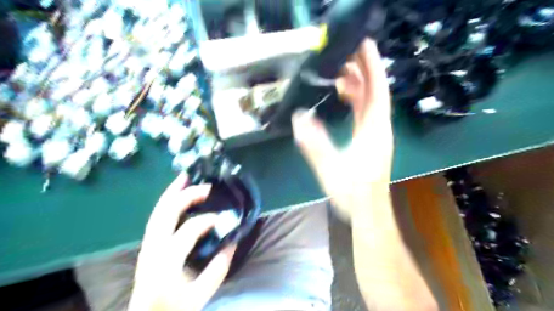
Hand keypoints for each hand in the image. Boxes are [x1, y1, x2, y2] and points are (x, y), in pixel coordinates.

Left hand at [128, 174, 235, 310]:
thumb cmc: (173, 309)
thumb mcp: (200, 296)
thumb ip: (218, 269)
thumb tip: (232, 242)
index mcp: (167, 262)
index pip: (188, 231)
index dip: (207, 220)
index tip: (222, 218)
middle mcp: (153, 249)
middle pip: (166, 213)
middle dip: (186, 195)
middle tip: (205, 185)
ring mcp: (147, 245)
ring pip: (157, 211)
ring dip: (171, 192)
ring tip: (185, 177)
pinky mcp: (148, 245)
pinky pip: (156, 217)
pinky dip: (166, 202)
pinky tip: (175, 195)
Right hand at [294, 38, 392, 219]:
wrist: (368, 211)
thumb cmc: (352, 191)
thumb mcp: (330, 167)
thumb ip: (314, 143)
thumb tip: (298, 118)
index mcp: (373, 130)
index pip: (376, 90)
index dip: (371, 66)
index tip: (363, 45)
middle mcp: (379, 128)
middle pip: (374, 92)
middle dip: (362, 71)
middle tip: (344, 56)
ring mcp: (376, 134)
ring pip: (370, 102)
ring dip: (358, 85)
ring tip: (340, 75)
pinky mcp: (371, 141)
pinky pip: (366, 113)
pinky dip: (356, 100)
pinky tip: (344, 97)